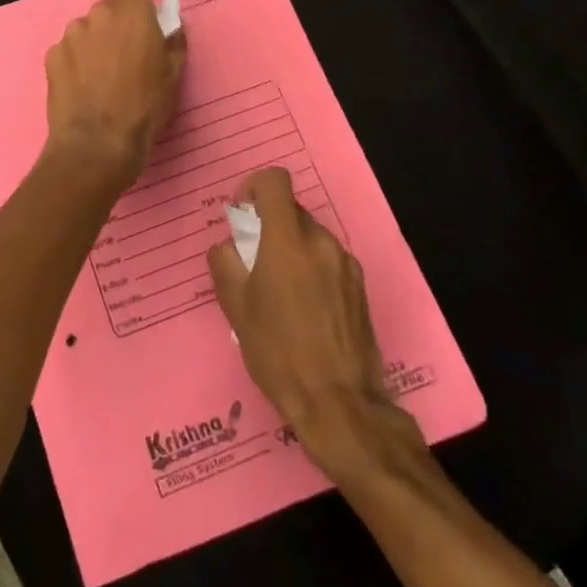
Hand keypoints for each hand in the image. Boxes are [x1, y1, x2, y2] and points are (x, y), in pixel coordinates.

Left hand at [43, 0, 185, 191]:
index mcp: (132, 13)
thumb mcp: (173, 75)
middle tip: (124, 55)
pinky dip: (74, 61)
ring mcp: (71, 34)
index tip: (144, 24)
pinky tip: (82, 87)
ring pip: (85, 28)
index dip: (139, 3)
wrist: (97, 143)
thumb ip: (173, 41)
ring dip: (93, 42)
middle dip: (116, 24)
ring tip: (100, 75)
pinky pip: (67, 49)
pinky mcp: (52, 55)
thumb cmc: (144, 107)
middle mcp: (99, 15)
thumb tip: (171, 27)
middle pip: (108, 8)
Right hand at [207, 168, 428, 481]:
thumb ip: (225, 263)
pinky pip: (329, 261)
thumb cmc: (279, 353)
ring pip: (310, 238)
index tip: (243, 216)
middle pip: (291, 211)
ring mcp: (346, 264)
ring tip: (281, 294)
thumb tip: (229, 246)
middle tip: (255, 264)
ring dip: (292, 250)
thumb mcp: (236, 308)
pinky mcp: (360, 288)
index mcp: (288, 240)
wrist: (341, 405)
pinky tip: (306, 311)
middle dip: (270, 227)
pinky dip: (313, 270)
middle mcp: (321, 242)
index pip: (274, 181)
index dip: (254, 188)